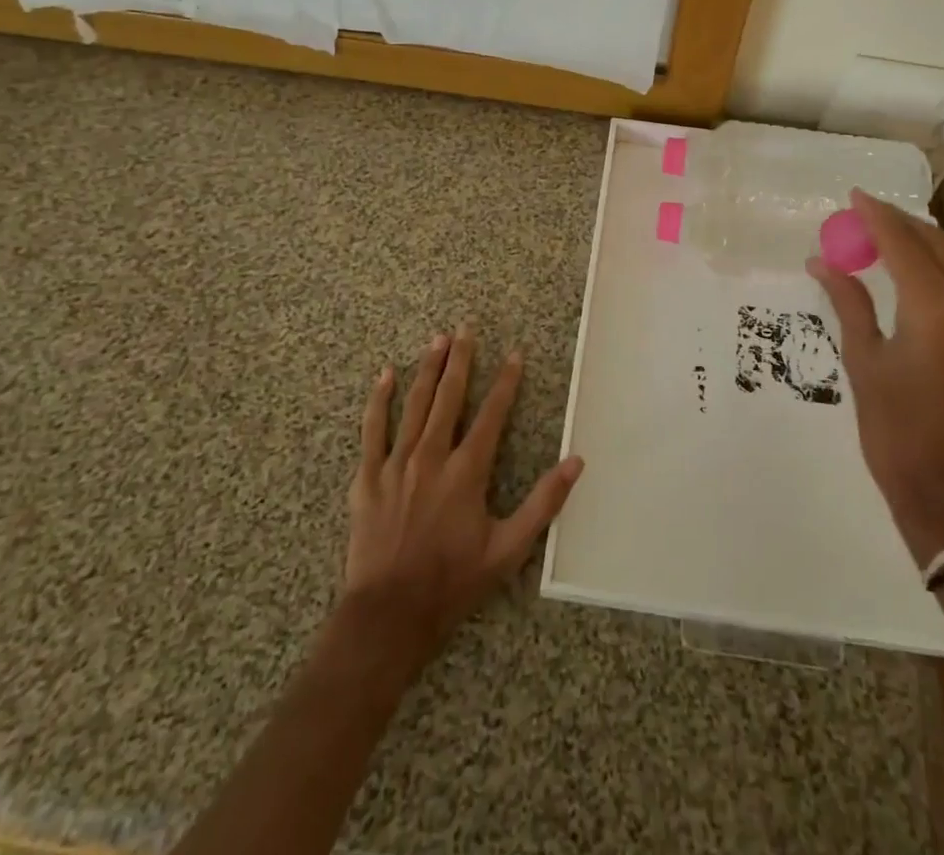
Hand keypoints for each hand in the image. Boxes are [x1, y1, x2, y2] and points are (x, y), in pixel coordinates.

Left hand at [341, 322, 583, 669]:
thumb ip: (544, 503)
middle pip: (449, 396)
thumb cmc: (453, 582)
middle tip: (467, 328)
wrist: (389, 615)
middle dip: (461, 359)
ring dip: (428, 369)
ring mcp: (396, 464)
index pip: (492, 414)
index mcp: (467, 471)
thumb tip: (575, 462)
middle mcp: (432, 457)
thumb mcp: (509, 549)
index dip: (506, 382)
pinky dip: (380, 400)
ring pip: (415, 404)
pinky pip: (373, 429)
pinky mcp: (367, 477)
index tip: (515, 354)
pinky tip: (386, 375)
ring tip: (438, 340)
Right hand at [807, 190, 943, 565]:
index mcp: (936, 310)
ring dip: (922, 242)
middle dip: (901, 223)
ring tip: (881, 238)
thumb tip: (822, 262)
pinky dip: (938, 265)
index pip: (903, 244)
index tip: (852, 196)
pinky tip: (909, 273)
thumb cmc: (897, 432)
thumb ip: (848, 303)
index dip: (876, 216)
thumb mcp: (864, 363)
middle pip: (938, 243)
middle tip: (863, 215)